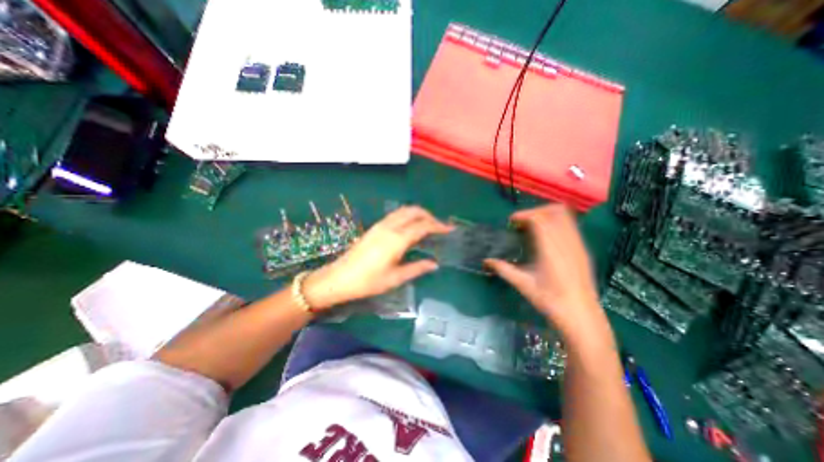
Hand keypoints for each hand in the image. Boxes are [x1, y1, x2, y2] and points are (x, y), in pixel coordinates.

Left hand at [304, 206, 450, 309]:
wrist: (339, 278)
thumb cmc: (368, 282)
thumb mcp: (395, 278)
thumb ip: (417, 268)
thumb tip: (434, 264)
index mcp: (397, 239)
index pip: (423, 226)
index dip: (438, 226)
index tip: (449, 229)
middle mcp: (389, 227)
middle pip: (413, 211)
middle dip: (429, 215)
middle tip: (439, 226)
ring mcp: (380, 225)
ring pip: (404, 210)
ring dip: (418, 213)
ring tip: (427, 224)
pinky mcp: (374, 227)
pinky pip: (395, 215)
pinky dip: (407, 215)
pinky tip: (410, 226)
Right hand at [485, 205, 613, 345]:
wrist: (582, 317)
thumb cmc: (550, 301)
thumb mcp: (523, 284)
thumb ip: (503, 269)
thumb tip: (485, 261)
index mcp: (550, 249)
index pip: (539, 218)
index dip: (523, 215)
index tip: (511, 223)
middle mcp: (566, 242)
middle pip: (554, 211)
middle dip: (535, 211)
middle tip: (521, 223)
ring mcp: (578, 244)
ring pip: (565, 216)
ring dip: (547, 215)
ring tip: (532, 228)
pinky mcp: (583, 249)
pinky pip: (570, 225)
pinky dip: (556, 223)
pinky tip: (546, 239)